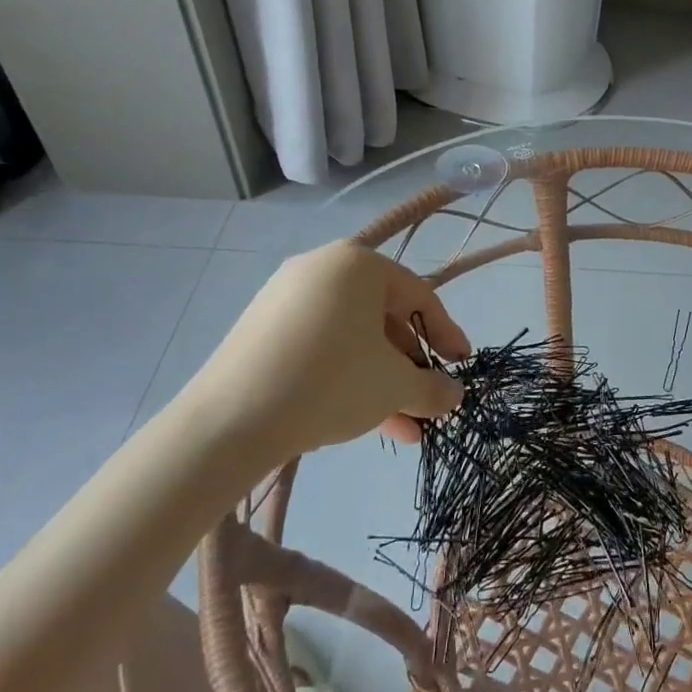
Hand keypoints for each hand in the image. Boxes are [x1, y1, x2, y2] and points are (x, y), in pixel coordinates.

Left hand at [185, 241, 468, 459]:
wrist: (229, 421)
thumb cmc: (331, 382)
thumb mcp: (394, 386)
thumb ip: (432, 387)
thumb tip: (453, 394)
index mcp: (358, 264)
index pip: (419, 295)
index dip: (446, 334)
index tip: (462, 365)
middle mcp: (320, 268)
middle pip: (383, 317)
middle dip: (410, 366)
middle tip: (427, 401)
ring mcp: (285, 298)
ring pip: (351, 338)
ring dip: (381, 380)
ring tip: (402, 428)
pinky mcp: (260, 330)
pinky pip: (319, 346)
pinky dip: (345, 376)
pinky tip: (360, 419)